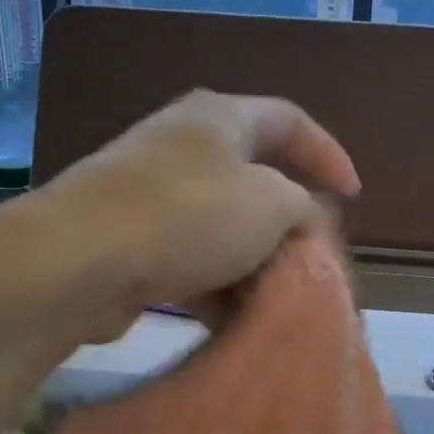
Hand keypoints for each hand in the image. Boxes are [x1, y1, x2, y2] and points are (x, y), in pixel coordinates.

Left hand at [40, 90, 360, 335]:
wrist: (82, 259)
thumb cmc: (189, 216)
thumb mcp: (270, 204)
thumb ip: (303, 206)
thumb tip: (304, 216)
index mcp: (221, 117)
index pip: (290, 120)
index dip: (327, 154)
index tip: (352, 197)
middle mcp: (185, 144)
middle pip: (255, 176)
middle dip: (289, 219)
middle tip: (312, 253)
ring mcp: (152, 191)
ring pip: (222, 225)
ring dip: (253, 260)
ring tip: (277, 294)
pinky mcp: (130, 237)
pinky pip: (190, 257)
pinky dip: (216, 283)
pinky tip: (232, 316)